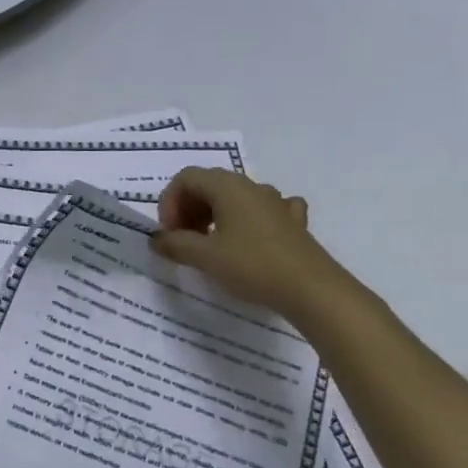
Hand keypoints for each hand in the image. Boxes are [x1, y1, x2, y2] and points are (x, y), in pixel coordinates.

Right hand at [151, 168, 354, 318]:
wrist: (311, 289)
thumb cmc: (252, 266)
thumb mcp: (205, 257)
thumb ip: (175, 244)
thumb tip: (156, 239)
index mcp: (228, 187)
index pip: (186, 179)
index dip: (169, 203)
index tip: (169, 234)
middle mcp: (251, 186)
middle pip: (208, 185)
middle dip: (188, 210)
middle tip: (182, 241)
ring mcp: (276, 202)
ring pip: (234, 198)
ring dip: (212, 216)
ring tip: (208, 246)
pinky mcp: (292, 222)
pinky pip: (261, 211)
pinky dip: (244, 222)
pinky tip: (246, 240)